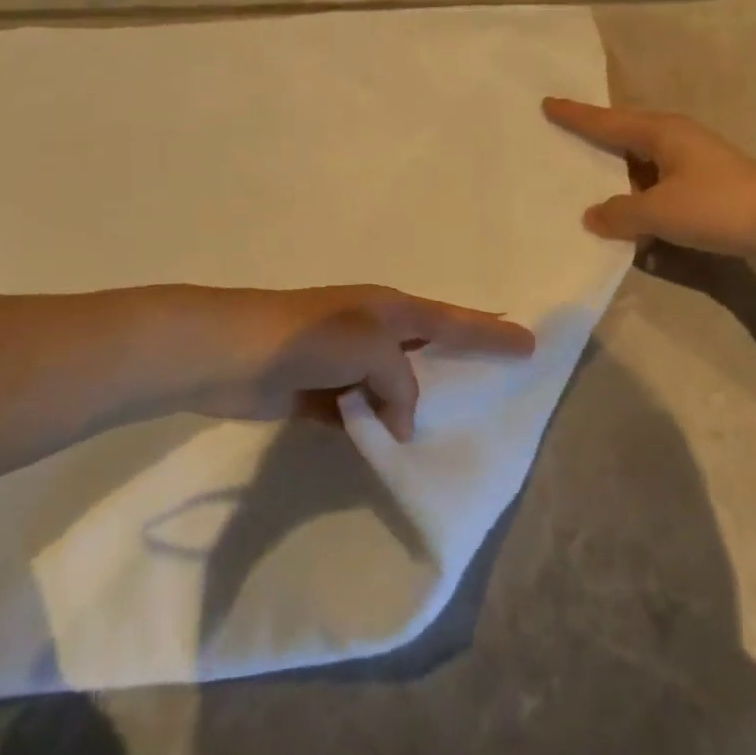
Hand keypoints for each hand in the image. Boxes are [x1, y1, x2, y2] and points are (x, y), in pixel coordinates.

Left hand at [188, 285, 535, 442]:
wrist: (226, 353)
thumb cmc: (306, 339)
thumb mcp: (369, 347)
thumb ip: (400, 382)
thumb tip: (403, 419)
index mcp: (390, 308)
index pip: (454, 321)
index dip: (492, 333)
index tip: (529, 345)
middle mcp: (372, 330)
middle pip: (429, 349)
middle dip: (460, 363)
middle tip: (496, 382)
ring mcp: (344, 361)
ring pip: (395, 385)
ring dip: (415, 403)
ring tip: (450, 426)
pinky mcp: (319, 392)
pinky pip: (362, 411)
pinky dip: (377, 426)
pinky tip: (393, 446)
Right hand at [543, 98, 755, 256]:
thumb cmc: (719, 206)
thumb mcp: (661, 212)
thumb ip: (621, 214)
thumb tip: (593, 216)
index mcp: (660, 132)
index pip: (606, 121)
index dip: (576, 115)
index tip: (548, 103)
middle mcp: (674, 138)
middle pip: (623, 137)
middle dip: (594, 141)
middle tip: (561, 141)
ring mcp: (691, 161)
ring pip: (641, 165)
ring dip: (618, 179)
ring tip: (586, 188)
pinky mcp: (704, 184)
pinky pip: (658, 186)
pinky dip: (641, 200)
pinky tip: (631, 224)